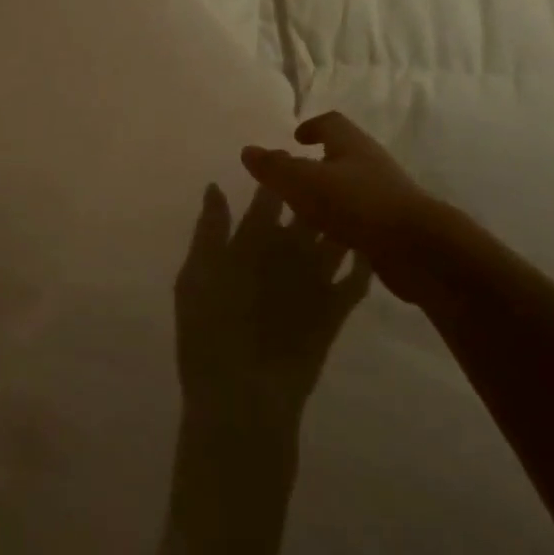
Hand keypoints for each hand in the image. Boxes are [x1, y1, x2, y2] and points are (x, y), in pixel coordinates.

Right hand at [175, 184, 373, 426]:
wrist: (247, 393)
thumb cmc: (208, 332)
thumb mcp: (194, 277)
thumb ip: (209, 231)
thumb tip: (215, 189)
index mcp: (255, 238)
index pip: (269, 193)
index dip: (274, 171)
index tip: (275, 160)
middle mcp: (292, 249)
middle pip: (308, 205)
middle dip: (310, 186)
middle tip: (307, 178)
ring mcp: (320, 278)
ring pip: (336, 233)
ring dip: (337, 216)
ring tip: (336, 205)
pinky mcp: (338, 308)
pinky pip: (355, 275)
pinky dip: (357, 259)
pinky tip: (359, 251)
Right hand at [240, 112, 435, 302]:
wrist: (417, 248)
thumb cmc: (356, 203)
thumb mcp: (304, 182)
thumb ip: (274, 167)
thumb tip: (248, 150)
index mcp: (352, 146)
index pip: (331, 123)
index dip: (312, 126)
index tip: (296, 138)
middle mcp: (372, 165)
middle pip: (343, 155)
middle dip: (318, 163)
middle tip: (293, 178)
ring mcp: (386, 197)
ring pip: (352, 188)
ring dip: (330, 196)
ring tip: (304, 214)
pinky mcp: (393, 228)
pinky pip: (361, 219)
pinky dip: (343, 224)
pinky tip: (328, 241)